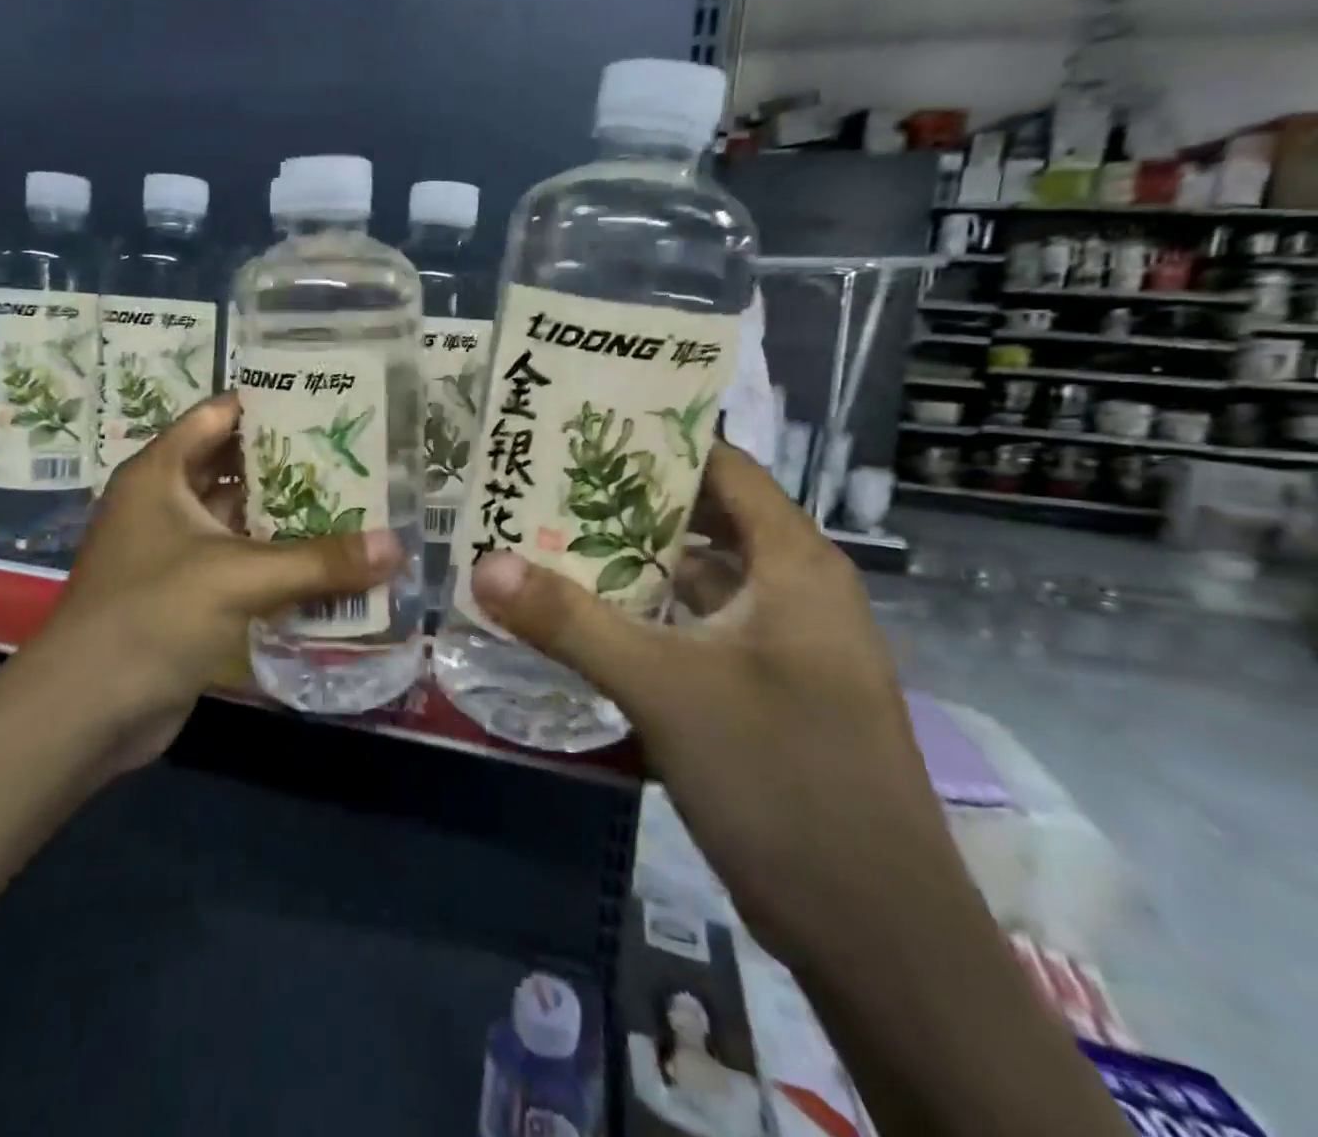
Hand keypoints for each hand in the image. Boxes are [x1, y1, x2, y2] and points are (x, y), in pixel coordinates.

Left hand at [28, 394, 402, 772]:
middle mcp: (165, 504)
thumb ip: (319, 561)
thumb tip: (397, 546)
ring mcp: (175, 552)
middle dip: (290, 463)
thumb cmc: (151, 616)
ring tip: (355, 502)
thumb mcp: (237, 578)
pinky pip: (241, 564)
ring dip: (288, 516)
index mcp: (160, 474)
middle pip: (234, 467)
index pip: (216, 416)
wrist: (87, 711)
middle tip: (355, 455)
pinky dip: (277, 561)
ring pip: (241, 519)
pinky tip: (328, 563)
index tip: (325, 400)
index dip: (266, 403)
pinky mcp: (188, 595)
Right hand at [469, 442, 957, 968]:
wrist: (875, 933)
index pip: (724, 467)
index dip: (658, 440)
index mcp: (793, 563)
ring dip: (627, 563)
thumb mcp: (664, 688)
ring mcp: (780, 645)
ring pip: (693, 580)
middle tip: (544, 481)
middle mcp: (792, 591)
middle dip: (624, 502)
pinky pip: (692, 630)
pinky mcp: (763, 691)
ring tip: (546, 539)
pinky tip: (582, 619)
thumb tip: (484, 564)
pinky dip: (642, 618)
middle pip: (701, 520)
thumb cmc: (782, 777)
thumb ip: (569, 622)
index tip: (583, 426)